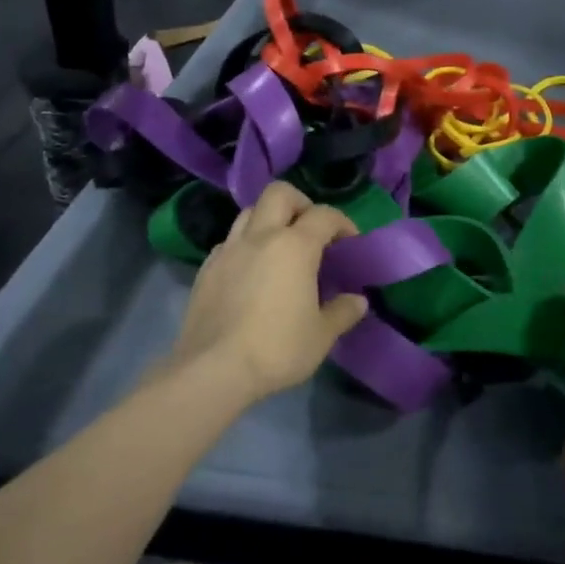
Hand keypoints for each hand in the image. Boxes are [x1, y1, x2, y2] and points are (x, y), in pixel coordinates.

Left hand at [170, 182, 367, 403]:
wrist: (213, 369)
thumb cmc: (276, 349)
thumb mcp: (321, 336)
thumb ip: (342, 312)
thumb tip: (358, 300)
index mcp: (295, 246)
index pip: (324, 215)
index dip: (342, 223)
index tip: (350, 242)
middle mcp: (260, 236)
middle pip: (280, 194)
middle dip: (300, 204)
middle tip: (310, 230)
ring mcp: (228, 249)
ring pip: (250, 212)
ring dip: (268, 220)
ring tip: (279, 248)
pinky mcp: (206, 268)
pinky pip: (229, 241)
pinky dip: (245, 245)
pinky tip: (251, 272)